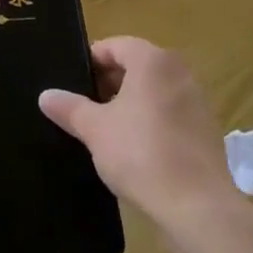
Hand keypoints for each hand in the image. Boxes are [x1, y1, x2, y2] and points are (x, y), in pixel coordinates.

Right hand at [38, 36, 233, 225]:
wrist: (196, 206)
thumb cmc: (141, 154)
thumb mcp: (95, 129)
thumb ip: (69, 108)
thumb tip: (45, 96)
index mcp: (153, 61)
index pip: (115, 46)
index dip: (90, 61)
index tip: (71, 83)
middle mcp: (179, 71)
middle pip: (136, 65)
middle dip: (108, 83)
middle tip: (83, 107)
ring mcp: (197, 100)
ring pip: (154, 90)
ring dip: (129, 103)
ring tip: (105, 129)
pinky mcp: (206, 128)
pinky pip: (170, 112)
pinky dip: (151, 120)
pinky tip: (135, 148)